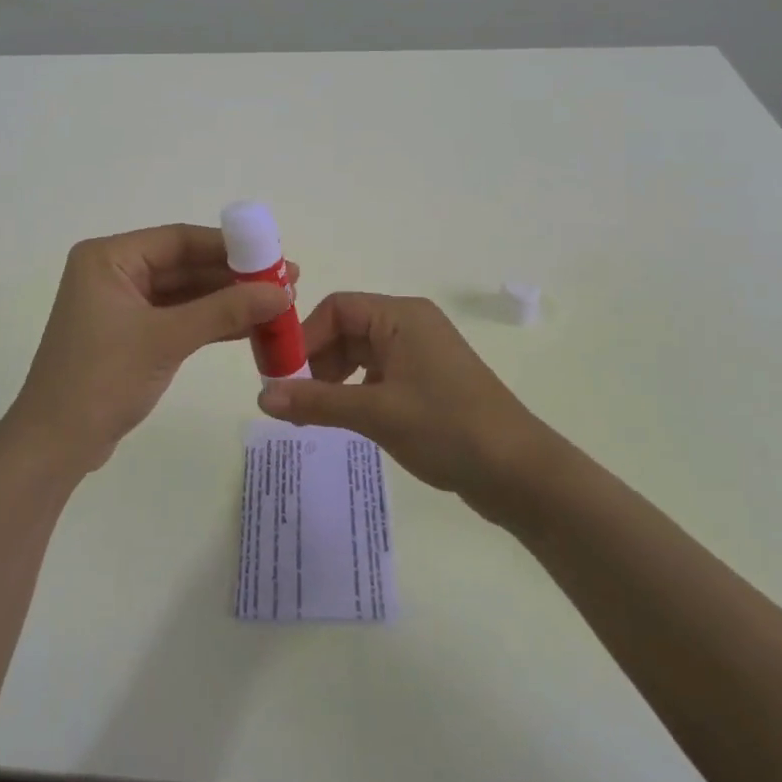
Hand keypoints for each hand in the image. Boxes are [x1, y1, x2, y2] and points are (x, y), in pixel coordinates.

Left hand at [7, 225, 294, 475]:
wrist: (54, 447)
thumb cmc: (102, 379)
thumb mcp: (167, 339)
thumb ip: (224, 311)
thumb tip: (282, 292)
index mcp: (108, 257)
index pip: (178, 239)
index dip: (229, 247)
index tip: (274, 255)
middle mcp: (113, 272)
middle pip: (183, 264)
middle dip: (233, 276)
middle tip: (285, 282)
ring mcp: (120, 305)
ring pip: (184, 293)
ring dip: (226, 301)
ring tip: (276, 305)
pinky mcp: (130, 334)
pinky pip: (177, 317)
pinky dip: (210, 323)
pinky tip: (249, 328)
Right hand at [258, 293, 551, 522]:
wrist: (520, 474)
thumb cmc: (447, 428)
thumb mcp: (376, 413)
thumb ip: (317, 402)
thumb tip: (262, 398)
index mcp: (401, 316)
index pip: (337, 308)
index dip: (306, 337)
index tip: (282, 375)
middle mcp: (410, 326)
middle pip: (347, 330)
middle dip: (317, 361)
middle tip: (293, 400)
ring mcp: (421, 355)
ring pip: (361, 355)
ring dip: (334, 379)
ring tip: (315, 415)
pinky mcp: (428, 383)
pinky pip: (379, 375)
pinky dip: (356, 392)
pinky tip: (347, 420)